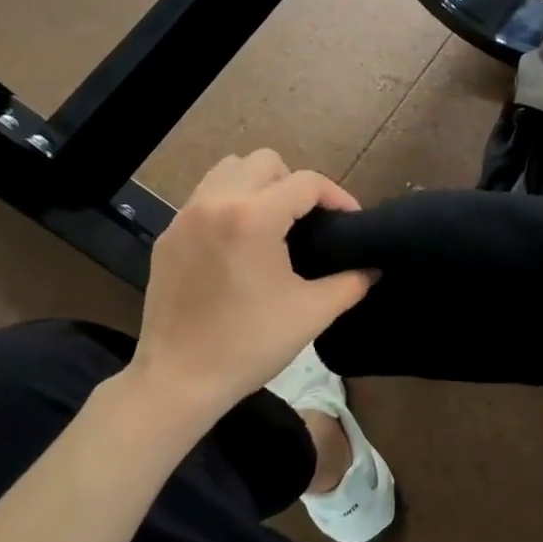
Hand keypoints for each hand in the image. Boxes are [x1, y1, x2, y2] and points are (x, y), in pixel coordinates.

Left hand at [126, 151, 373, 418]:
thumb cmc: (250, 345)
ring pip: (229, 169)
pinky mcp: (168, 235)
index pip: (306, 182)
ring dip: (258, 184)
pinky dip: (228, 203)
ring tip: (272, 222)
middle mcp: (216, 203)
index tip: (350, 221)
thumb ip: (351, 282)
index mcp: (253, 218)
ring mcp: (186, 216)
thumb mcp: (311, 313)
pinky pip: (204, 196)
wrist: (179, 380)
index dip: (337, 196)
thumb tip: (374, 267)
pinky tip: (238, 243)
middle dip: (295, 184)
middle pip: (265, 161)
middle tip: (308, 221)